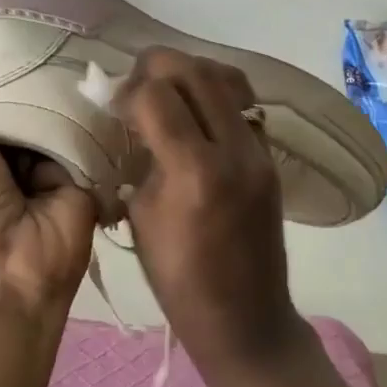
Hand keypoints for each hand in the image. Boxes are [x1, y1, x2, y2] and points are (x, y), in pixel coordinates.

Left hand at [0, 52, 98, 312]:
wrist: (7, 271)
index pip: (3, 98)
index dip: (12, 69)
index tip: (31, 27)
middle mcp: (23, 155)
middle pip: (39, 106)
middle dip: (49, 77)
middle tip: (73, 27)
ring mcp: (58, 167)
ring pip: (68, 119)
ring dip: (76, 94)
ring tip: (97, 44)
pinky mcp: (90, 178)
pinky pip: (95, 141)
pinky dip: (100, 118)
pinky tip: (115, 81)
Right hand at [114, 48, 301, 367]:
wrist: (246, 319)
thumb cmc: (179, 280)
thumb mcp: (141, 217)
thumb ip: (140, 158)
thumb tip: (133, 116)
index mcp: (194, 172)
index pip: (157, 94)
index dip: (128, 90)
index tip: (115, 106)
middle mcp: (234, 151)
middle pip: (195, 71)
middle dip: (157, 67)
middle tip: (137, 88)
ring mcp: (259, 152)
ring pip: (227, 77)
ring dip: (190, 73)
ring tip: (168, 93)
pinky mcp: (271, 157)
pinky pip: (243, 103)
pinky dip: (215, 93)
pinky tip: (196, 115)